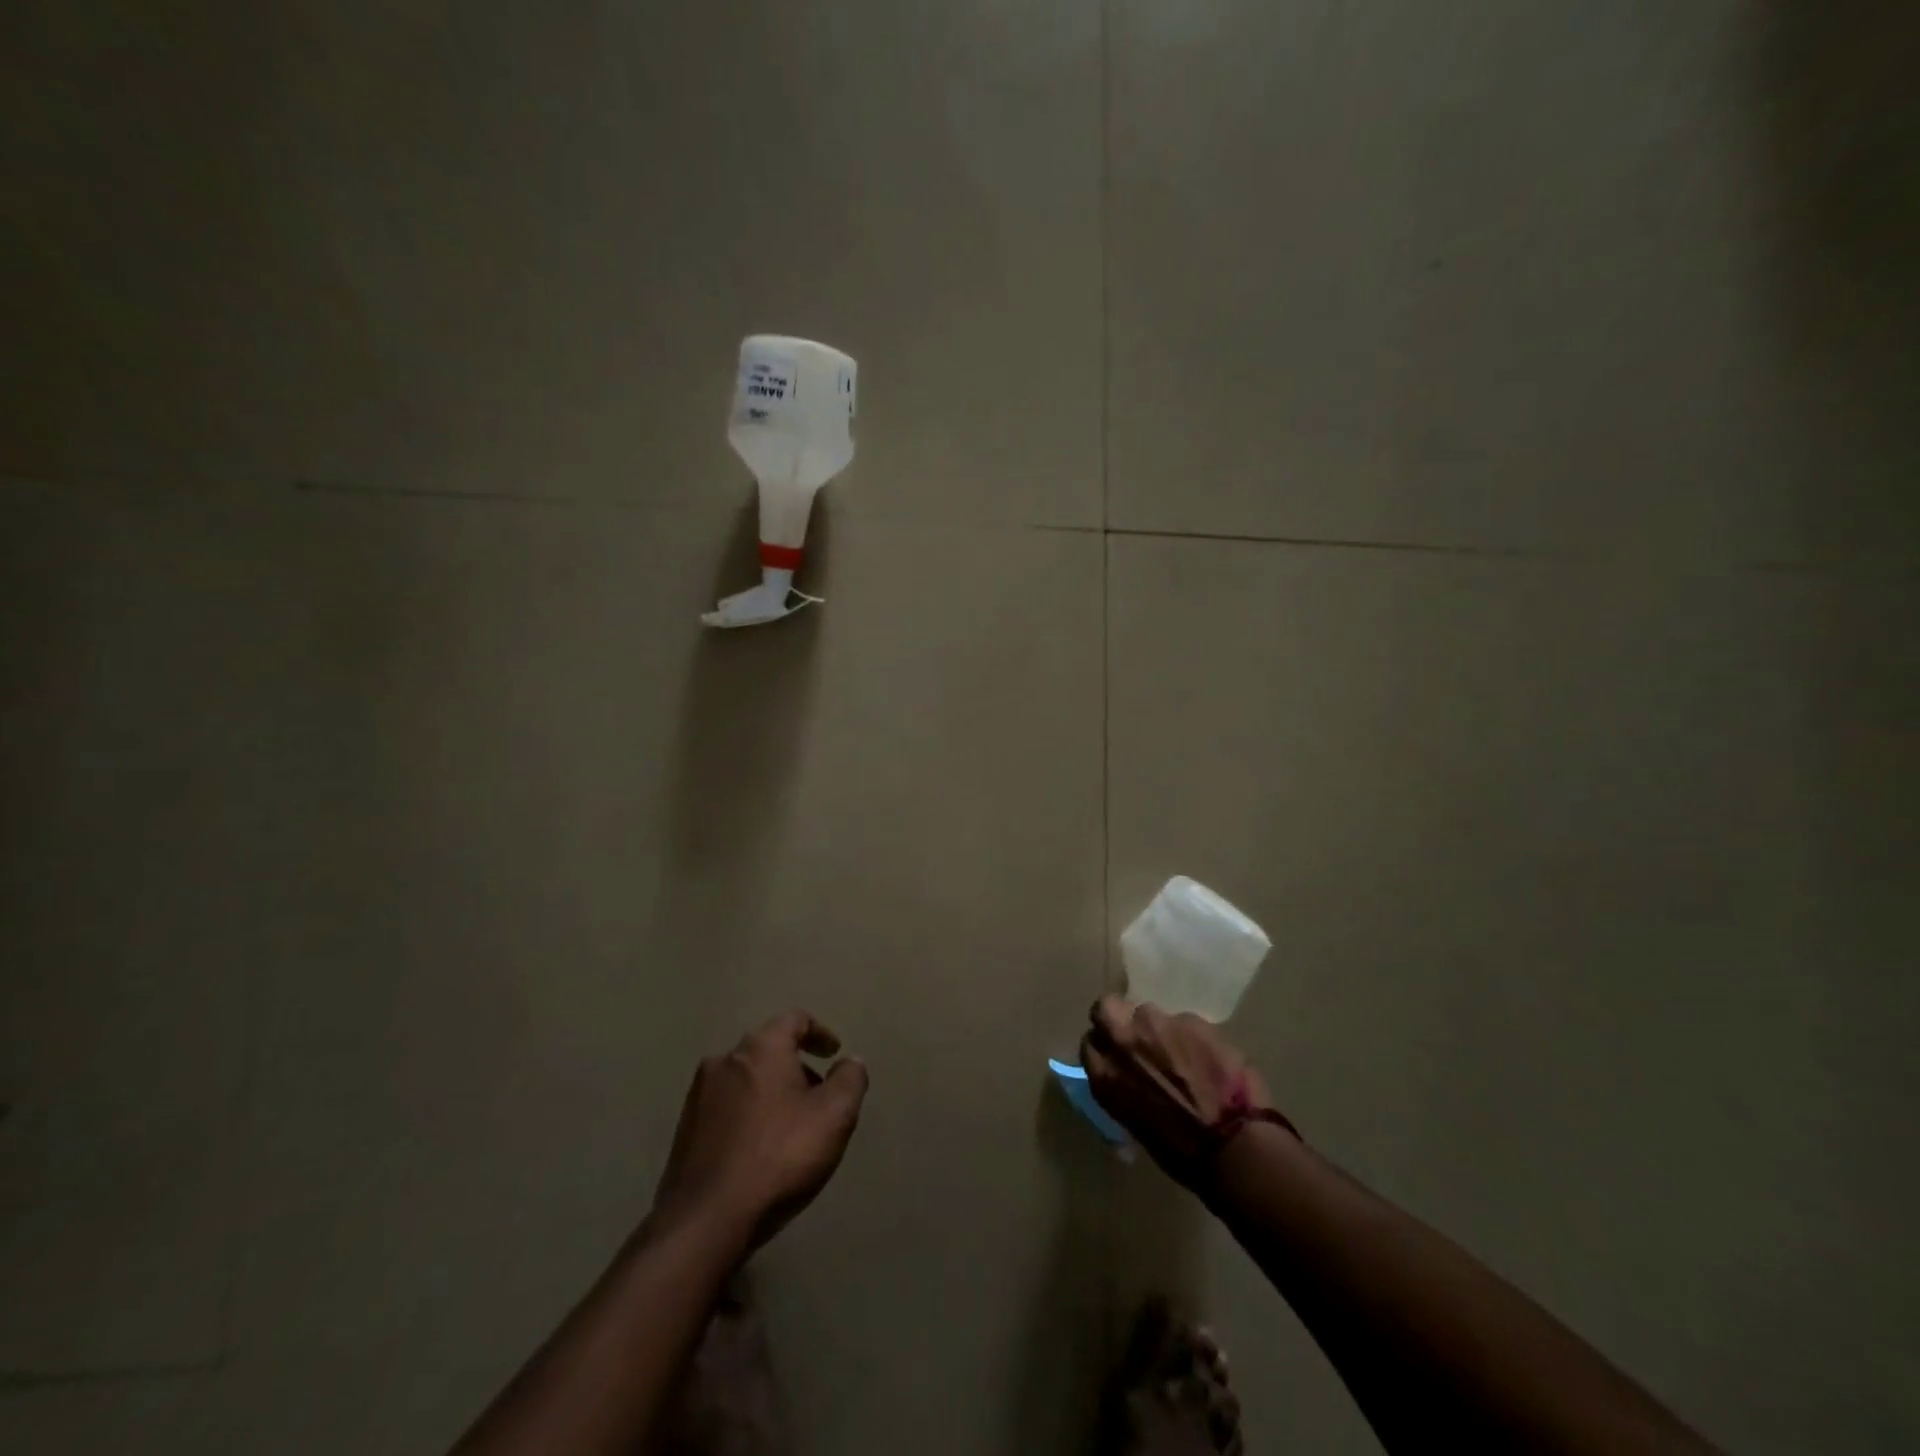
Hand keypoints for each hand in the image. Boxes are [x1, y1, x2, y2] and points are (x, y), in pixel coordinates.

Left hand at [651, 1010, 868, 1248]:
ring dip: (770, 1092)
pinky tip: (758, 1148)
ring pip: (745, 1079)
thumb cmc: (779, 1156)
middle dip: (796, 1067)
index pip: (795, 1020)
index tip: (834, 1054)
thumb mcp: (834, 1116)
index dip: (820, 1033)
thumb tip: (850, 1061)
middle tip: (817, 1097)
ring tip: (789, 1126)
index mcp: (761, 1047)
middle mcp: (725, 1060)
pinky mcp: (684, 1130)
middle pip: (768, 1049)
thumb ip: (850, 1079)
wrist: (706, 1220)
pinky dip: (747, 1115)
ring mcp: (698, 1095)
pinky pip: (725, 1107)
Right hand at [1081, 995, 1281, 1188]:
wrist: (1234, 1147)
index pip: (1090, 1043)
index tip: (1118, 1054)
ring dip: (1160, 1029)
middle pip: (1106, 1008)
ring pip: (1150, 1013)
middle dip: (1118, 1016)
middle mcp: (1124, 1042)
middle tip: (1138, 1035)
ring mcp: (1158, 1025)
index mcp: (1105, 1075)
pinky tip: (1209, 1058)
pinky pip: (1185, 1022)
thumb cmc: (1182, 1152)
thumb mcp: (1134, 1122)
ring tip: (1182, 1052)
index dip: (1105, 1045)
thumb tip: (1129, 1078)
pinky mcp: (1191, 1020)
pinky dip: (1193, 1037)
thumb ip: (1123, 1086)